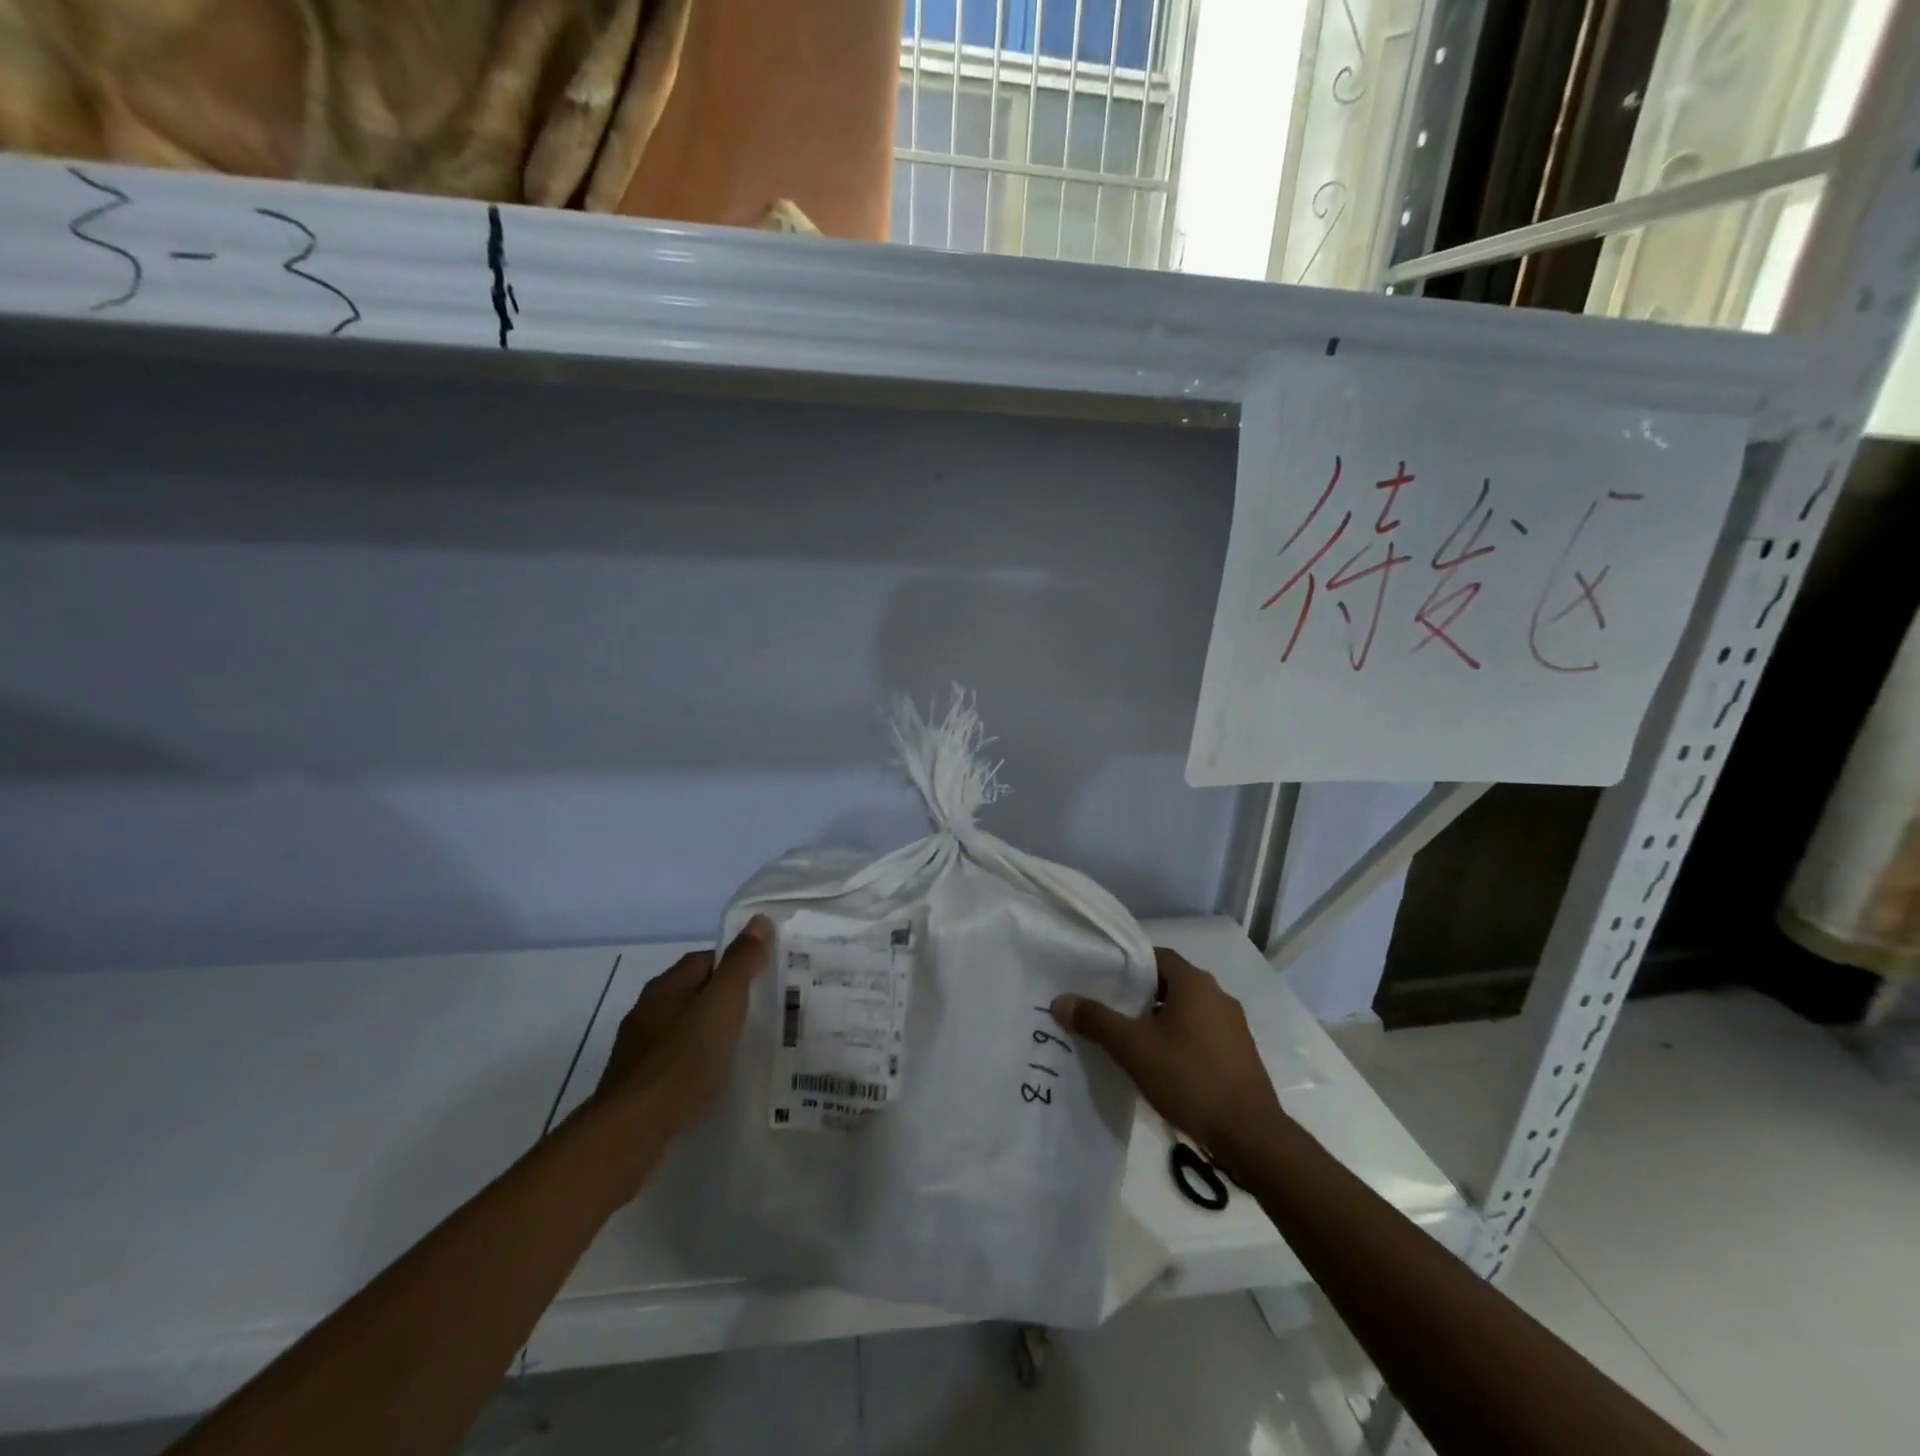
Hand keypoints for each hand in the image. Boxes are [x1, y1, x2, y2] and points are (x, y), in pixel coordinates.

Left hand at [592, 915, 772, 1137]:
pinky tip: (714, 1079)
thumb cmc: (682, 1058)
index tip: (764, 978)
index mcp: (666, 986)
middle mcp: (647, 1011)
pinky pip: (675, 1060)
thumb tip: (759, 920)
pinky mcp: (638, 1084)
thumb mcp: (722, 1004)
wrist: (632, 1130)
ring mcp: (639, 1049)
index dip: (734, 964)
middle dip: (723, 999)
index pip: (704, 959)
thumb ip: (741, 963)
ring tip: (742, 1046)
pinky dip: (696, 1062)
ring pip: (683, 1028)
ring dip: (709, 1032)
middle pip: (693, 992)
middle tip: (761, 1011)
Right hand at [1051, 946, 1284, 1166]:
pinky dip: (1179, 1039)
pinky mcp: (1238, 1052)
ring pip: (1185, 1010)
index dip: (1128, 965)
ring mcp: (1232, 1025)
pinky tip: (1161, 1064)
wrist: (1250, 1135)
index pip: (1155, 956)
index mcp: (1195, 982)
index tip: (1102, 980)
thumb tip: (1060, 1001)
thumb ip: (1096, 1021)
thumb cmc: (1190, 1078)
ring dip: (1159, 1020)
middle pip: (1169, 983)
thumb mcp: (1134, 1048)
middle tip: (1108, 1010)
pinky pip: (1200, 1032)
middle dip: (1139, 995)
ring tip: (1129, 1039)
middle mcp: (1217, 995)